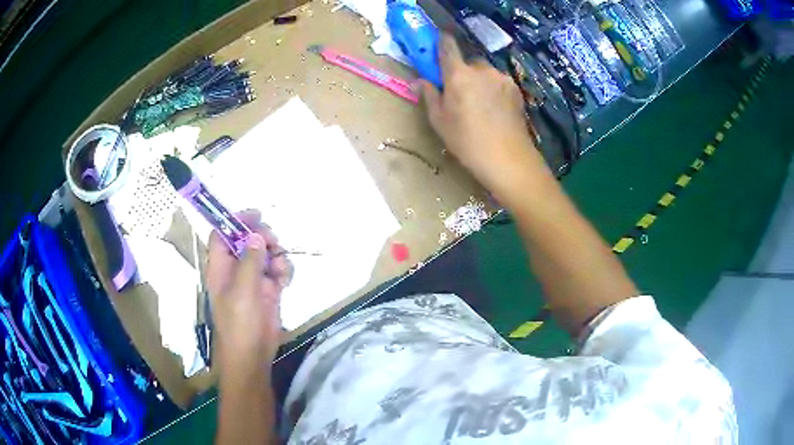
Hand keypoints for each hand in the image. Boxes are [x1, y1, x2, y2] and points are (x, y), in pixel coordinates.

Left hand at [206, 210, 291, 370]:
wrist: (253, 354)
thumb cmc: (239, 323)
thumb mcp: (242, 290)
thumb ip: (249, 261)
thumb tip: (256, 235)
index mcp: (221, 267)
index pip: (223, 234)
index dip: (236, 222)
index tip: (256, 216)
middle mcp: (235, 269)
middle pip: (247, 240)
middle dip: (262, 238)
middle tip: (273, 243)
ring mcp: (253, 280)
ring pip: (265, 254)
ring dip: (276, 256)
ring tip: (280, 270)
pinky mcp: (269, 290)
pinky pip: (277, 270)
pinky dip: (284, 271)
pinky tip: (285, 281)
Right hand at [422, 34, 542, 191]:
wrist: (508, 159)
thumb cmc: (467, 141)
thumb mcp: (440, 121)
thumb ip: (429, 96)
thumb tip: (418, 81)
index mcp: (459, 74)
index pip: (447, 47)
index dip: (441, 42)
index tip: (437, 44)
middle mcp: (482, 70)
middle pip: (468, 62)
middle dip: (462, 72)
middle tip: (459, 93)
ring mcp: (502, 78)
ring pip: (485, 72)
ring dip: (479, 81)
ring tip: (479, 105)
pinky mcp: (515, 89)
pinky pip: (498, 82)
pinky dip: (493, 89)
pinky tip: (494, 109)